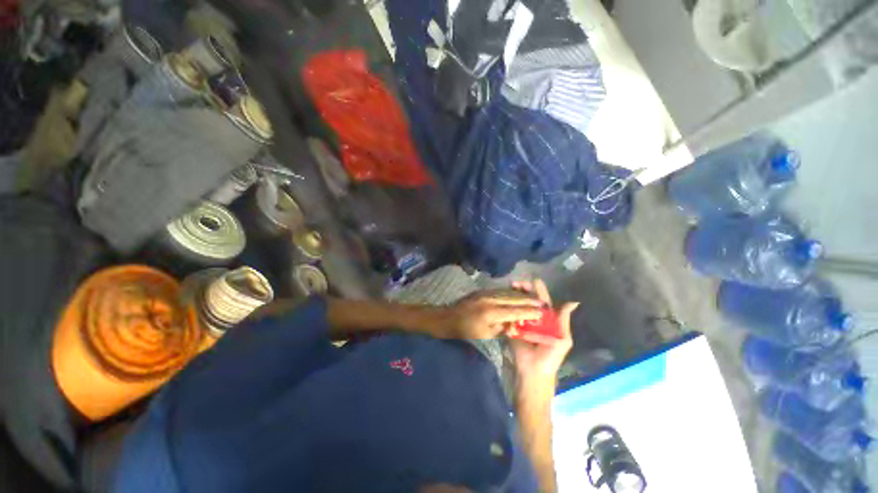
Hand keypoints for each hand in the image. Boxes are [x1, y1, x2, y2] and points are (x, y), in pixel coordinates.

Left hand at [440, 291, 542, 339]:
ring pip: (508, 292)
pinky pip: (500, 290)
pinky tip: (517, 293)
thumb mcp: (486, 334)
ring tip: (533, 296)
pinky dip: (511, 292)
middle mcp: (491, 300)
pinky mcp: (483, 290)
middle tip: (542, 301)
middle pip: (514, 298)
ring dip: (521, 294)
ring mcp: (486, 293)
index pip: (516, 311)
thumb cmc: (467, 330)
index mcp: (492, 313)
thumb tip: (516, 323)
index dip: (530, 311)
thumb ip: (503, 328)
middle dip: (529, 299)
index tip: (542, 311)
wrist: (449, 317)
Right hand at [509, 280, 577, 389]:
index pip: (543, 301)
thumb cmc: (551, 356)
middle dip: (523, 290)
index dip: (538, 290)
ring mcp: (522, 321)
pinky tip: (503, 298)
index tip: (533, 280)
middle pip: (528, 300)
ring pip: (518, 305)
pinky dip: (507, 305)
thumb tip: (573, 301)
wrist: (533, 371)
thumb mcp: (562, 338)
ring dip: (514, 295)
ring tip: (509, 287)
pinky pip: (510, 314)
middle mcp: (534, 317)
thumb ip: (563, 320)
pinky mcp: (512, 327)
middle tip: (516, 283)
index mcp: (547, 319)